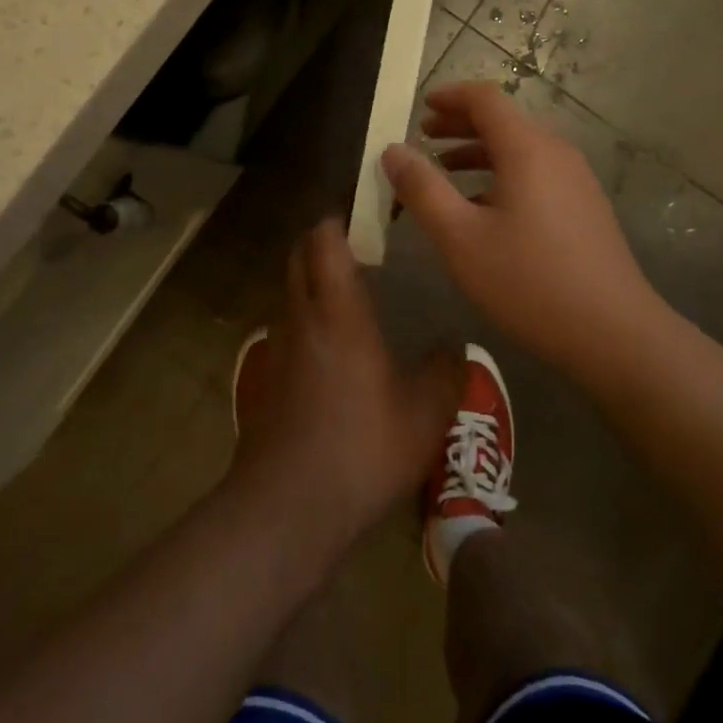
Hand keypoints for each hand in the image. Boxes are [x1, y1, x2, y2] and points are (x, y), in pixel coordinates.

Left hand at [232, 221, 462, 549]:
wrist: (287, 509)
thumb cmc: (361, 449)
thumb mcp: (424, 415)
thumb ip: (445, 373)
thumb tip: (454, 346)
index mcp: (338, 312)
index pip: (324, 240)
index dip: (339, 218)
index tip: (366, 213)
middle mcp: (302, 318)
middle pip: (299, 256)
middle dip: (322, 240)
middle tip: (360, 246)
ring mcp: (279, 349)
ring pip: (291, 291)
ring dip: (313, 279)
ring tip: (353, 294)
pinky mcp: (268, 380)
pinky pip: (289, 328)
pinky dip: (307, 318)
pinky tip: (337, 351)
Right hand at [381, 81, 658, 371]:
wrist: (614, 332)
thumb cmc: (529, 281)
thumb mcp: (461, 238)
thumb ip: (423, 190)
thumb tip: (394, 150)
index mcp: (527, 149)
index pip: (486, 98)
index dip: (450, 96)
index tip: (420, 105)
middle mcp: (556, 152)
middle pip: (504, 121)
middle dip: (460, 124)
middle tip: (424, 137)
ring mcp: (576, 180)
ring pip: (520, 149)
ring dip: (479, 152)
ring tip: (445, 170)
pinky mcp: (584, 207)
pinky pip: (536, 173)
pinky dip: (502, 174)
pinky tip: (483, 208)